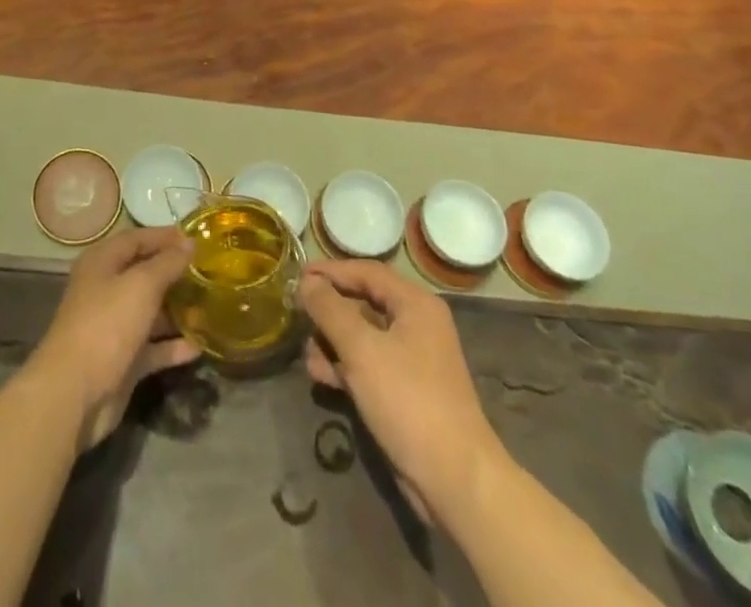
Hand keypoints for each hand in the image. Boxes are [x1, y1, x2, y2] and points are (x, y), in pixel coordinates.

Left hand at [29, 226, 200, 449]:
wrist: (75, 393)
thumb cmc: (107, 324)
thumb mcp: (141, 285)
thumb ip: (168, 263)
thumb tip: (189, 242)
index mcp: (102, 263)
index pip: (136, 239)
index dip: (165, 236)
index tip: (198, 239)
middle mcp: (106, 290)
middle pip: (145, 274)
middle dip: (175, 273)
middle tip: (209, 272)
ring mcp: (114, 327)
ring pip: (151, 312)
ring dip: (178, 310)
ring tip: (211, 305)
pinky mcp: (123, 360)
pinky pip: (153, 347)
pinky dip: (173, 346)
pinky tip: (200, 346)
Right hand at [299, 260, 507, 522]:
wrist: (454, 480)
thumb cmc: (408, 400)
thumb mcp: (361, 349)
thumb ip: (329, 310)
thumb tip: (306, 283)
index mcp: (415, 304)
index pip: (366, 272)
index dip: (330, 271)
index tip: (297, 275)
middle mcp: (416, 325)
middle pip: (364, 302)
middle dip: (329, 310)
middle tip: (297, 314)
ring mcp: (413, 360)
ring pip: (363, 336)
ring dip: (333, 341)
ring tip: (306, 354)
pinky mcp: (406, 391)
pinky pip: (369, 364)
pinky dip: (345, 365)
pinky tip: (321, 376)